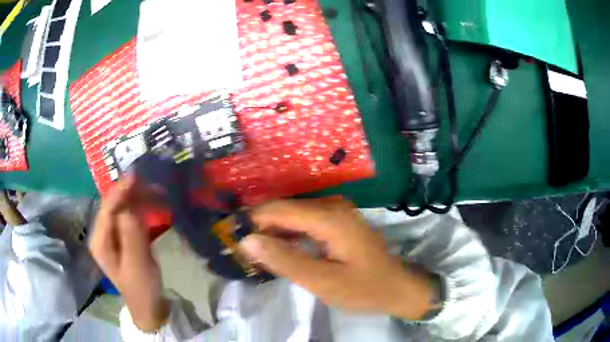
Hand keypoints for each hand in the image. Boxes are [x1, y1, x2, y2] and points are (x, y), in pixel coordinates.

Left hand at [89, 175, 168, 330]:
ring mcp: (112, 234)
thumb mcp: (137, 264)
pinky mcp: (123, 236)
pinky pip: (129, 216)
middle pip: (114, 205)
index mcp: (99, 241)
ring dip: (137, 199)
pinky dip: (140, 208)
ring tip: (156, 193)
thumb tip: (130, 201)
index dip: (120, 191)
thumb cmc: (141, 288)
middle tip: (152, 184)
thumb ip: (131, 233)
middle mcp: (102, 233)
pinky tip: (152, 205)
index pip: (107, 208)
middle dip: (130, 193)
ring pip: (122, 208)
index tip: (136, 175)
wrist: (148, 305)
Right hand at [241, 197, 438, 319]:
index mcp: (329, 217)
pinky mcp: (338, 222)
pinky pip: (305, 222)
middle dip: (261, 227)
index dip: (252, 221)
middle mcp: (332, 206)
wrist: (396, 288)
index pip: (279, 209)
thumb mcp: (322, 281)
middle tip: (240, 248)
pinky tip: (278, 249)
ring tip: (254, 251)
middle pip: (285, 209)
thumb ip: (284, 260)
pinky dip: (289, 235)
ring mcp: (337, 212)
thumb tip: (248, 241)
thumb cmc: (363, 288)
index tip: (231, 236)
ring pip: (294, 215)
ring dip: (273, 232)